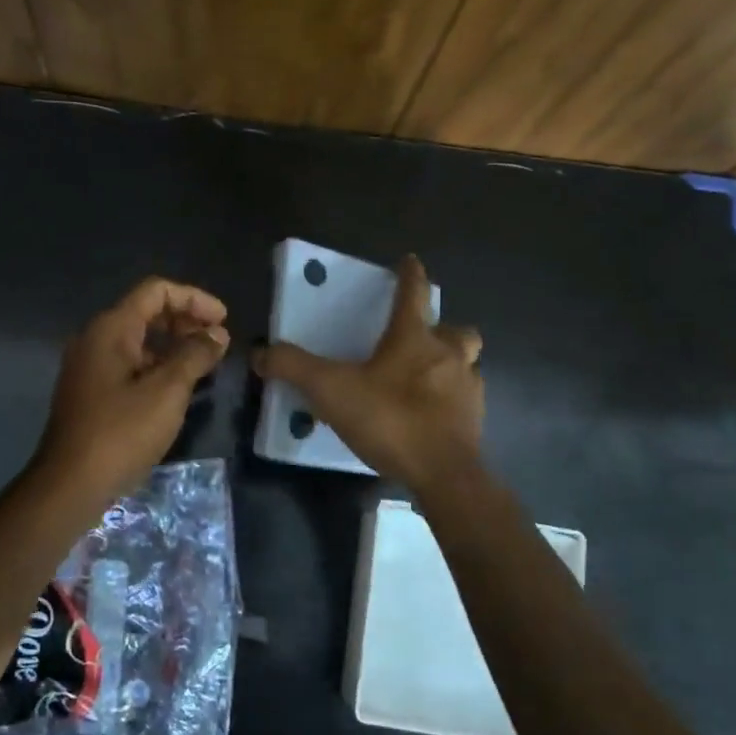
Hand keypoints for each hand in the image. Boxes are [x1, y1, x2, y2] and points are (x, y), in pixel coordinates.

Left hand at [35, 278, 229, 504]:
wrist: (70, 484)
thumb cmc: (121, 433)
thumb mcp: (167, 391)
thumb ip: (195, 355)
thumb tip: (217, 335)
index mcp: (111, 328)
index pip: (156, 291)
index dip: (194, 299)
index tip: (224, 320)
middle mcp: (96, 339)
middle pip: (146, 312)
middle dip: (185, 321)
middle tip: (218, 342)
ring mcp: (90, 366)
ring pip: (138, 340)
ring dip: (173, 345)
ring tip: (205, 365)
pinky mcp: (91, 392)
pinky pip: (129, 364)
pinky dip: (157, 366)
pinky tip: (178, 388)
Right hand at [253, 254, 483, 493]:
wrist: (442, 473)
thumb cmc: (389, 420)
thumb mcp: (330, 391)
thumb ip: (293, 368)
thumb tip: (259, 352)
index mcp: (414, 338)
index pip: (414, 293)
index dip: (410, 274)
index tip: (410, 261)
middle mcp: (448, 355)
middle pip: (456, 329)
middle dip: (442, 328)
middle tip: (421, 339)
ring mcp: (468, 388)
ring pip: (467, 363)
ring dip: (451, 363)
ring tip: (427, 377)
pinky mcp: (476, 420)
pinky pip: (467, 398)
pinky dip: (453, 398)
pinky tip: (433, 414)